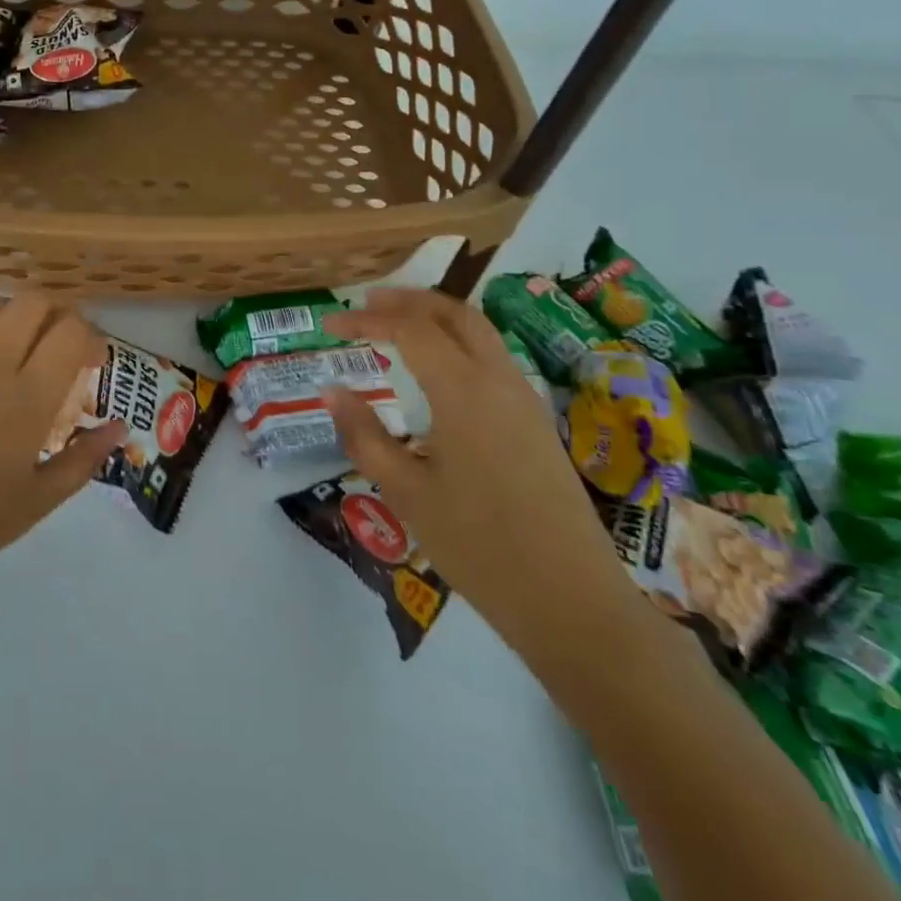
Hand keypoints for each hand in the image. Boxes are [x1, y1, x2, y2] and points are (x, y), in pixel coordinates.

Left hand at [0, 295, 123, 600]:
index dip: (91, 338)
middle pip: (34, 302)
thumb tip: (120, 427)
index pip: (70, 331)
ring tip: (25, 348)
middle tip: (63, 347)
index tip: (93, 363)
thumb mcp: (41, 498)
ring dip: (20, 317)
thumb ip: (86, 456)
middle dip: (59, 314)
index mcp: (27, 398)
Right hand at [323, 288, 651, 675]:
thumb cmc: (478, 546)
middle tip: (366, 304)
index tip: (329, 323)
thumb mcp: (406, 492)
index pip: (408, 329)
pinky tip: (437, 371)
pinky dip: (458, 342)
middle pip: (454, 313)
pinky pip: (493, 358)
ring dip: (436, 317)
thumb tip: (332, 391)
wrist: (572, 599)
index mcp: (463, 391)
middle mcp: (498, 380)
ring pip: (480, 332)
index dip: (365, 319)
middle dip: (408, 300)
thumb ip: (365, 435)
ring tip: (396, 327)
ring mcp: (524, 399)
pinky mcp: (536, 422)